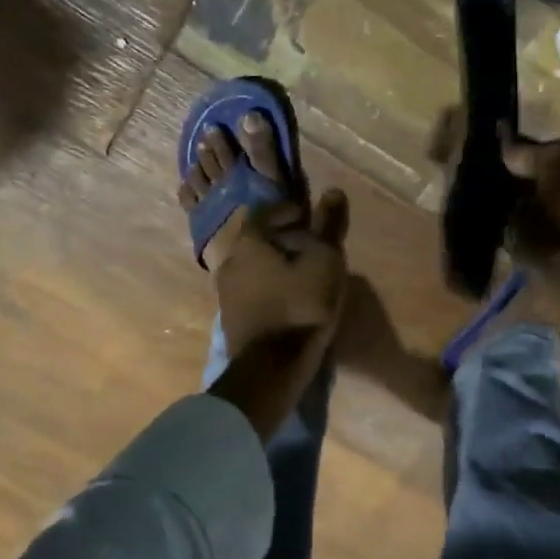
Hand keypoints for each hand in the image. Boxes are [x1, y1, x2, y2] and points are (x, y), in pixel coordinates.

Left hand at [215, 193, 349, 359]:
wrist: (271, 367)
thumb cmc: (301, 306)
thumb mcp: (324, 261)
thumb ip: (328, 226)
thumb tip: (333, 191)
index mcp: (249, 242)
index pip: (265, 211)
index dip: (288, 210)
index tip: (309, 218)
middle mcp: (230, 261)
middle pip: (257, 239)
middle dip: (283, 238)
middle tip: (309, 244)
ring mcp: (226, 292)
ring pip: (252, 266)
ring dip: (275, 264)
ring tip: (302, 273)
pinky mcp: (231, 318)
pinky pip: (251, 290)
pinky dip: (269, 285)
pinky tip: (288, 297)